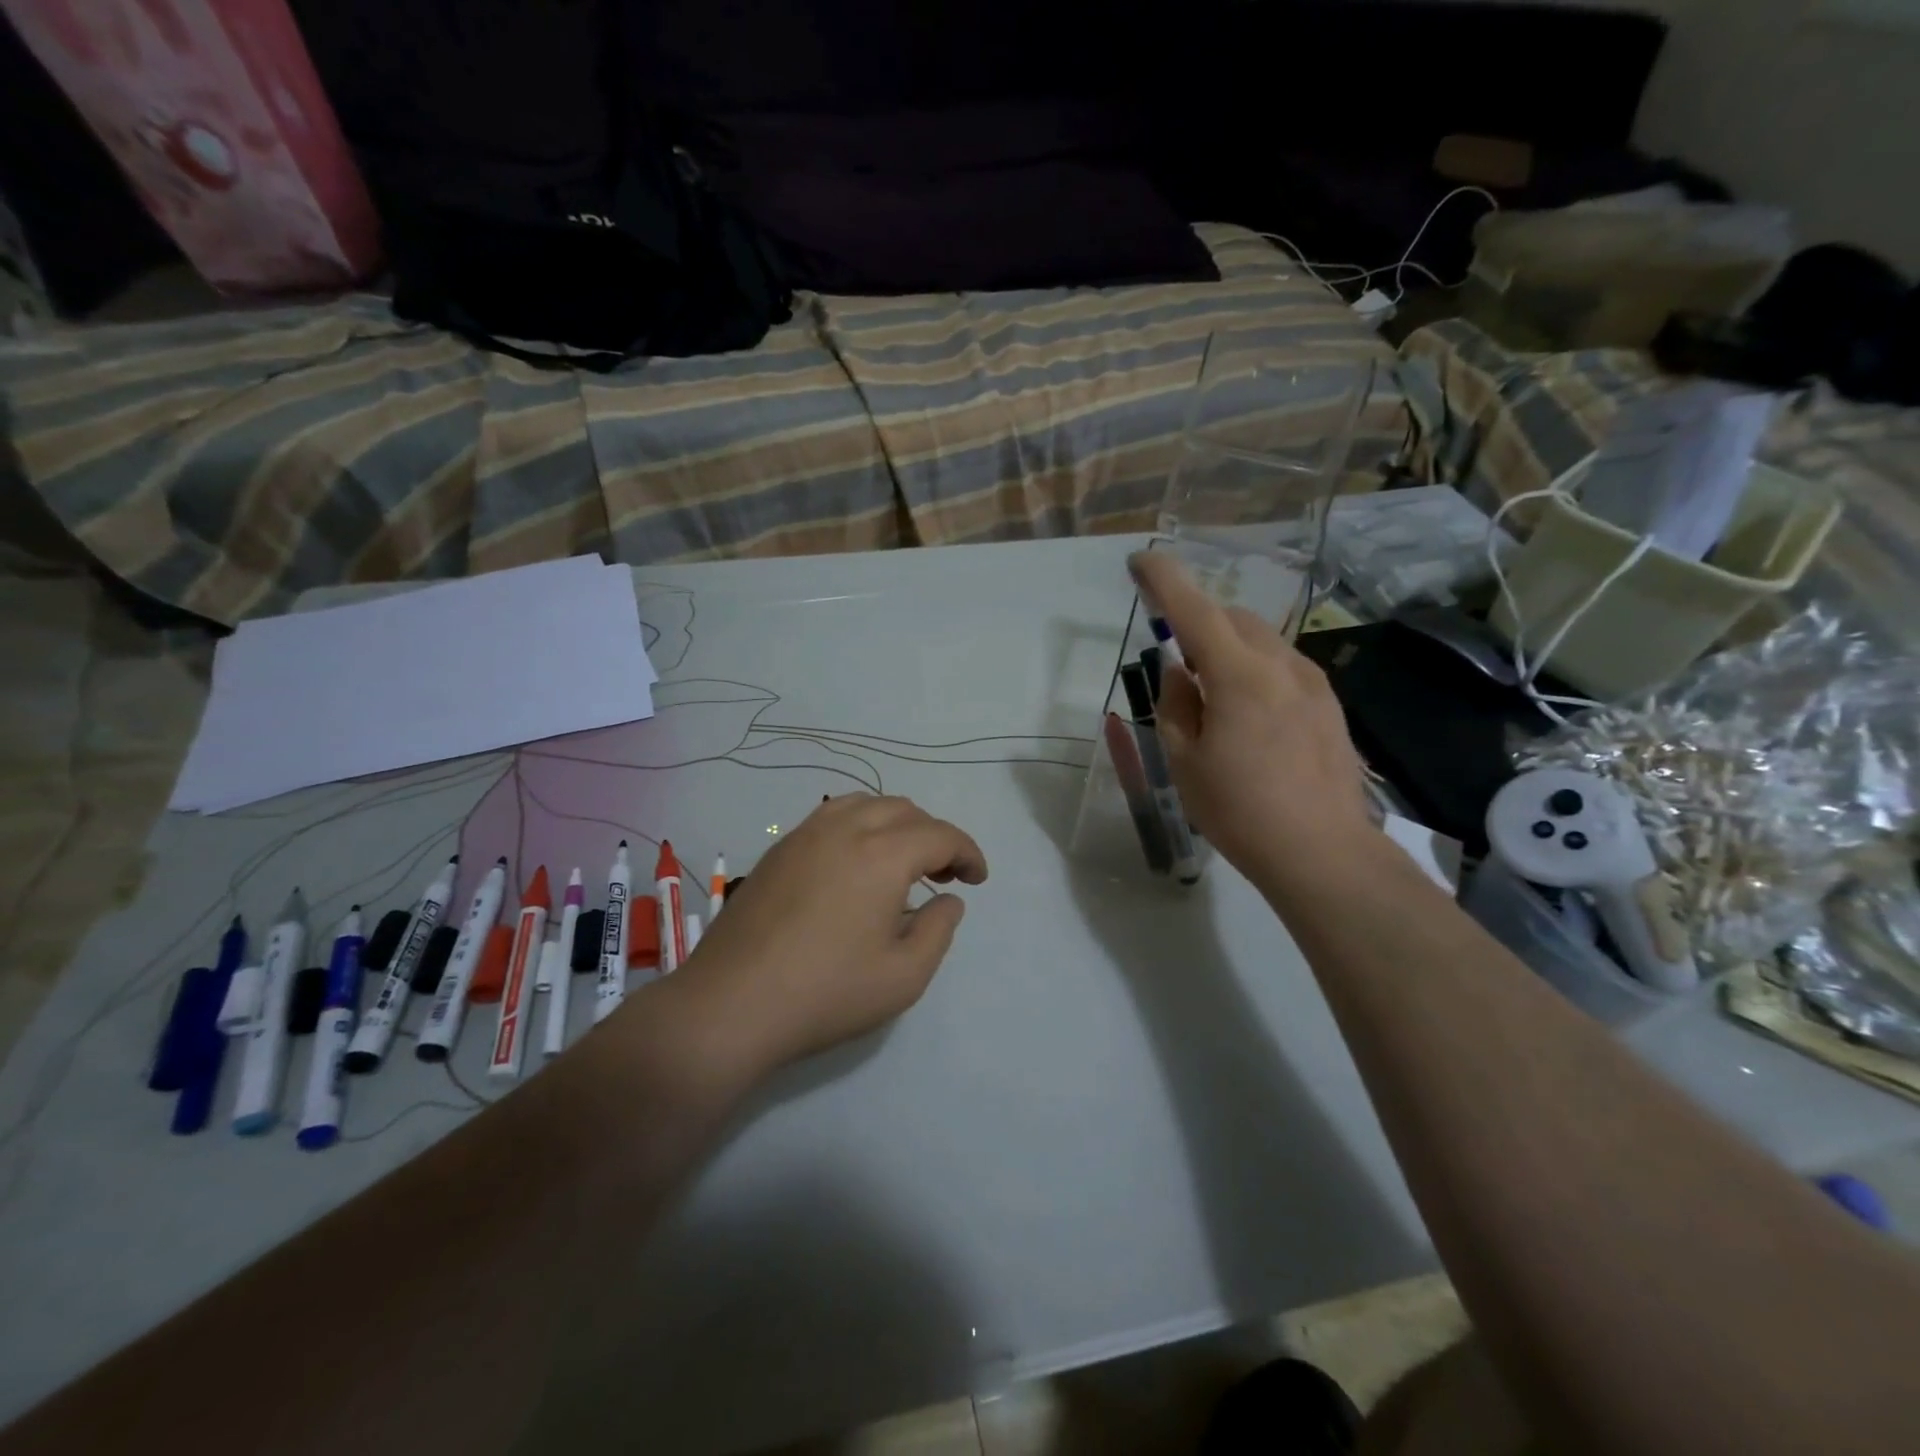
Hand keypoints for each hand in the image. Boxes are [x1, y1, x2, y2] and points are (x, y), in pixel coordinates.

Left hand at [678, 794, 987, 1072]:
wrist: (731, 1004)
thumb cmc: (826, 993)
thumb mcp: (904, 976)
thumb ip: (938, 930)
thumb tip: (948, 900)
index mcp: (882, 854)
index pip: (940, 835)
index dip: (967, 853)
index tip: (978, 879)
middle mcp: (845, 829)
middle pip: (904, 811)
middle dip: (934, 836)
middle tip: (945, 874)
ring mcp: (805, 835)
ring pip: (865, 804)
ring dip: (896, 824)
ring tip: (902, 861)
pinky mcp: (778, 850)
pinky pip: (831, 817)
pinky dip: (859, 826)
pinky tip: (855, 863)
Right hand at [1129, 552, 1378, 897]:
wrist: (1322, 852)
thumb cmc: (1240, 811)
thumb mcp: (1185, 762)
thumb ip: (1176, 705)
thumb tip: (1180, 672)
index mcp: (1239, 676)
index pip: (1193, 610)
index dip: (1164, 580)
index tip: (1139, 562)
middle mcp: (1281, 665)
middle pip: (1232, 618)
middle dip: (1198, 622)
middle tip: (1177, 661)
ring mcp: (1313, 682)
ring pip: (1261, 640)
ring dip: (1229, 647)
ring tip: (1212, 695)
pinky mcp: (1329, 704)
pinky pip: (1283, 665)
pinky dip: (1255, 668)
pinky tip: (1249, 713)